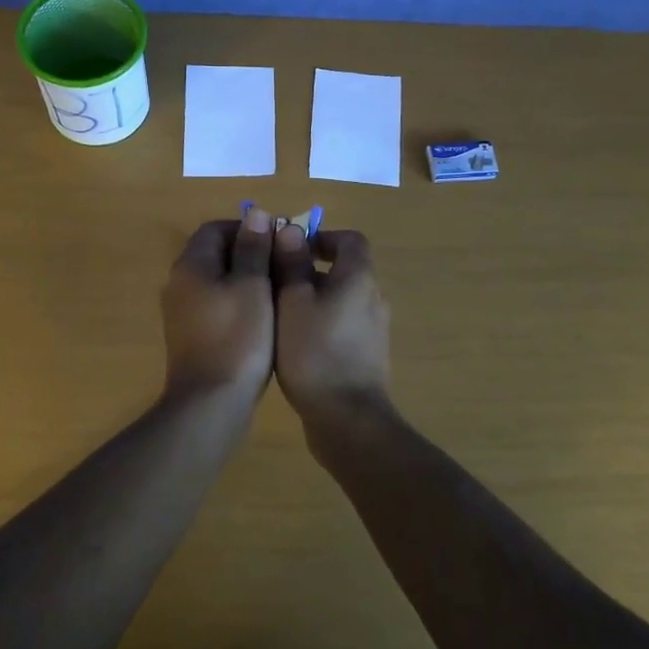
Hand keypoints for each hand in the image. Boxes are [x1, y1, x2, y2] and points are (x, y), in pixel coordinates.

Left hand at [160, 213, 276, 404]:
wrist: (211, 402)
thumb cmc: (237, 337)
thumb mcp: (253, 285)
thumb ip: (253, 248)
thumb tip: (254, 213)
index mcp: (191, 265)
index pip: (215, 228)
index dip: (248, 228)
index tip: (278, 241)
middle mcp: (179, 283)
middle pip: (215, 254)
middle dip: (250, 254)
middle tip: (283, 266)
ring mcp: (182, 312)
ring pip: (217, 281)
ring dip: (247, 280)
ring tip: (280, 292)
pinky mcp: (191, 336)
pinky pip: (216, 306)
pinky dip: (239, 304)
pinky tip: (263, 320)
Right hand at [271, 226, 391, 426]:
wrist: (347, 418)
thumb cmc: (315, 352)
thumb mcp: (292, 302)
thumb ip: (291, 263)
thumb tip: (290, 229)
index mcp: (359, 278)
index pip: (350, 240)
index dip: (321, 237)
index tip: (291, 248)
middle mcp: (373, 298)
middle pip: (344, 269)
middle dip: (309, 270)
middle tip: (274, 282)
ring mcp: (374, 329)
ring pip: (341, 299)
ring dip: (313, 298)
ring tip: (278, 314)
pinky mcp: (368, 355)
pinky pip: (343, 325)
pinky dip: (321, 323)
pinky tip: (294, 344)